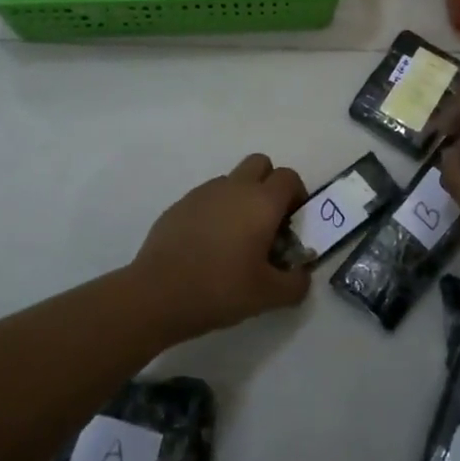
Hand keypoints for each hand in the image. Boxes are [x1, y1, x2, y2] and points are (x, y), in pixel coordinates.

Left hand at [131, 154, 311, 341]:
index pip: (289, 178)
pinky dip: (215, 211)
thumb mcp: (268, 296)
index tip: (292, 224)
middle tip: (268, 221)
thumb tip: (301, 274)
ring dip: (241, 198)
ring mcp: (204, 192)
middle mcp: (235, 187)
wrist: (158, 293)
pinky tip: (207, 245)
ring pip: (232, 180)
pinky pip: (208, 197)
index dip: (297, 196)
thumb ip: (295, 284)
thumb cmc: (220, 289)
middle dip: (270, 184)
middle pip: (261, 164)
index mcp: (261, 202)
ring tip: (236, 239)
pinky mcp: (180, 204)